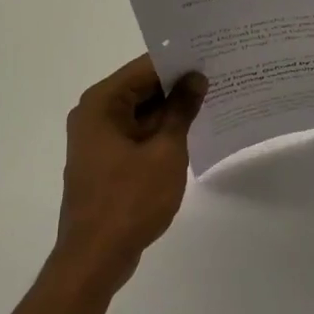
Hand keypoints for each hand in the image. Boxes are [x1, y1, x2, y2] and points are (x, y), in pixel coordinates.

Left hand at [54, 54, 207, 293]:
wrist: (95, 257)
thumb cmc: (130, 200)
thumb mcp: (165, 151)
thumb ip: (181, 110)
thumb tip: (196, 78)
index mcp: (102, 103)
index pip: (145, 67)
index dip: (179, 61)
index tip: (212, 56)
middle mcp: (94, 114)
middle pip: (141, 88)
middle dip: (177, 85)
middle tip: (219, 77)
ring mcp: (98, 139)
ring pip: (140, 112)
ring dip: (171, 110)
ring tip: (212, 100)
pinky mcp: (105, 161)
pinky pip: (136, 134)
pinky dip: (160, 131)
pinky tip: (191, 132)